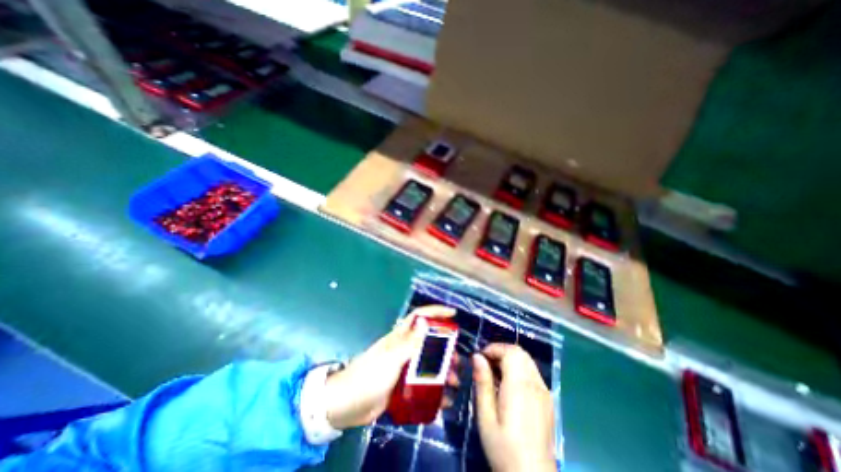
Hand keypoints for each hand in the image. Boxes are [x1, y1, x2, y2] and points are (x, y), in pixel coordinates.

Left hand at [321, 303, 456, 429]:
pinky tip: (443, 399)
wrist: (345, 405)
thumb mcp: (392, 359)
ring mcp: (402, 367)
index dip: (436, 312)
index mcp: (400, 338)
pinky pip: (422, 383)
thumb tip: (425, 321)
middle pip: (428, 342)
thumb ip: (409, 342)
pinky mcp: (400, 385)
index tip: (453, 314)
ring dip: (441, 370)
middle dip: (445, 348)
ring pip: (427, 363)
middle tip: (457, 359)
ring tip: (453, 381)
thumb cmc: (369, 377)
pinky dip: (433, 389)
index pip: (419, 317)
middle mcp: (403, 349)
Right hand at [476, 343, 556, 471]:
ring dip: (510, 359)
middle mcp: (535, 384)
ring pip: (527, 361)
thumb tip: (477, 356)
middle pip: (520, 353)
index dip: (494, 348)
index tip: (480, 358)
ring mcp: (544, 392)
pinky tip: (509, 387)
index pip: (510, 351)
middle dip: (501, 352)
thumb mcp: (486, 417)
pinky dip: (519, 369)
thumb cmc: (504, 450)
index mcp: (519, 387)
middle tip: (485, 365)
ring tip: (495, 375)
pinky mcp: (548, 401)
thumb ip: (483, 383)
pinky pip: (532, 373)